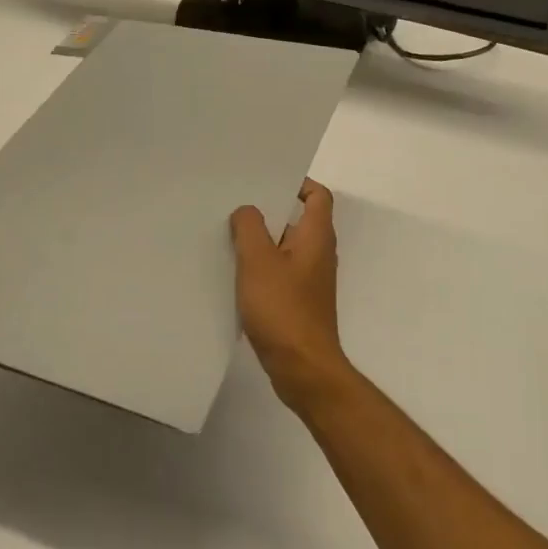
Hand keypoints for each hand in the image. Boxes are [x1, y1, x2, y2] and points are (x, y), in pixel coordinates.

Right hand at [230, 179, 354, 413]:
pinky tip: (235, 273)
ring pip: (286, 248)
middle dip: (270, 211)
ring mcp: (310, 280)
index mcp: (317, 236)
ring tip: (229, 235)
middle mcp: (319, 254)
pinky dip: (262, 267)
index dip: (298, 184)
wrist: (302, 367)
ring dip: (262, 241)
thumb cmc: (283, 308)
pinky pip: (280, 273)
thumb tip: (247, 210)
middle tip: (237, 205)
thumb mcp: (258, 261)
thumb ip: (250, 228)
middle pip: (298, 220)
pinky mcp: (299, 302)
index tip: (266, 181)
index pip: (318, 196)